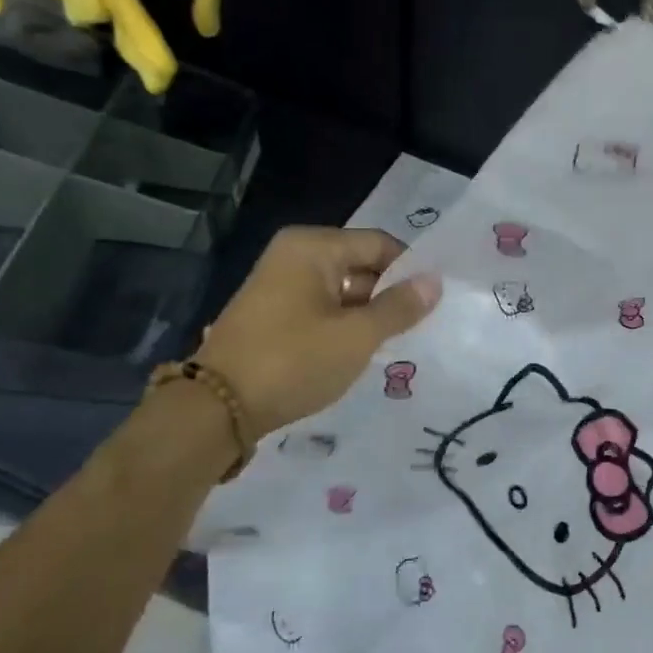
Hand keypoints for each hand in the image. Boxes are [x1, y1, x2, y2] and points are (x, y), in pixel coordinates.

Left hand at [195, 227, 439, 433]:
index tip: (432, 302)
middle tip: (417, 326)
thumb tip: (434, 282)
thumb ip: (399, 307)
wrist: (217, 408)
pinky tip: (357, 350)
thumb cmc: (294, 361)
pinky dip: (343, 323)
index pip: (379, 243)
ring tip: (392, 342)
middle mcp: (293, 254)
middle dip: (389, 293)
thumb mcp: (357, 336)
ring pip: (342, 288)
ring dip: (367, 312)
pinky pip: (321, 306)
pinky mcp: (271, 312)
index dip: (410, 270)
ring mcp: (278, 283)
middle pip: (360, 263)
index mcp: (313, 246)